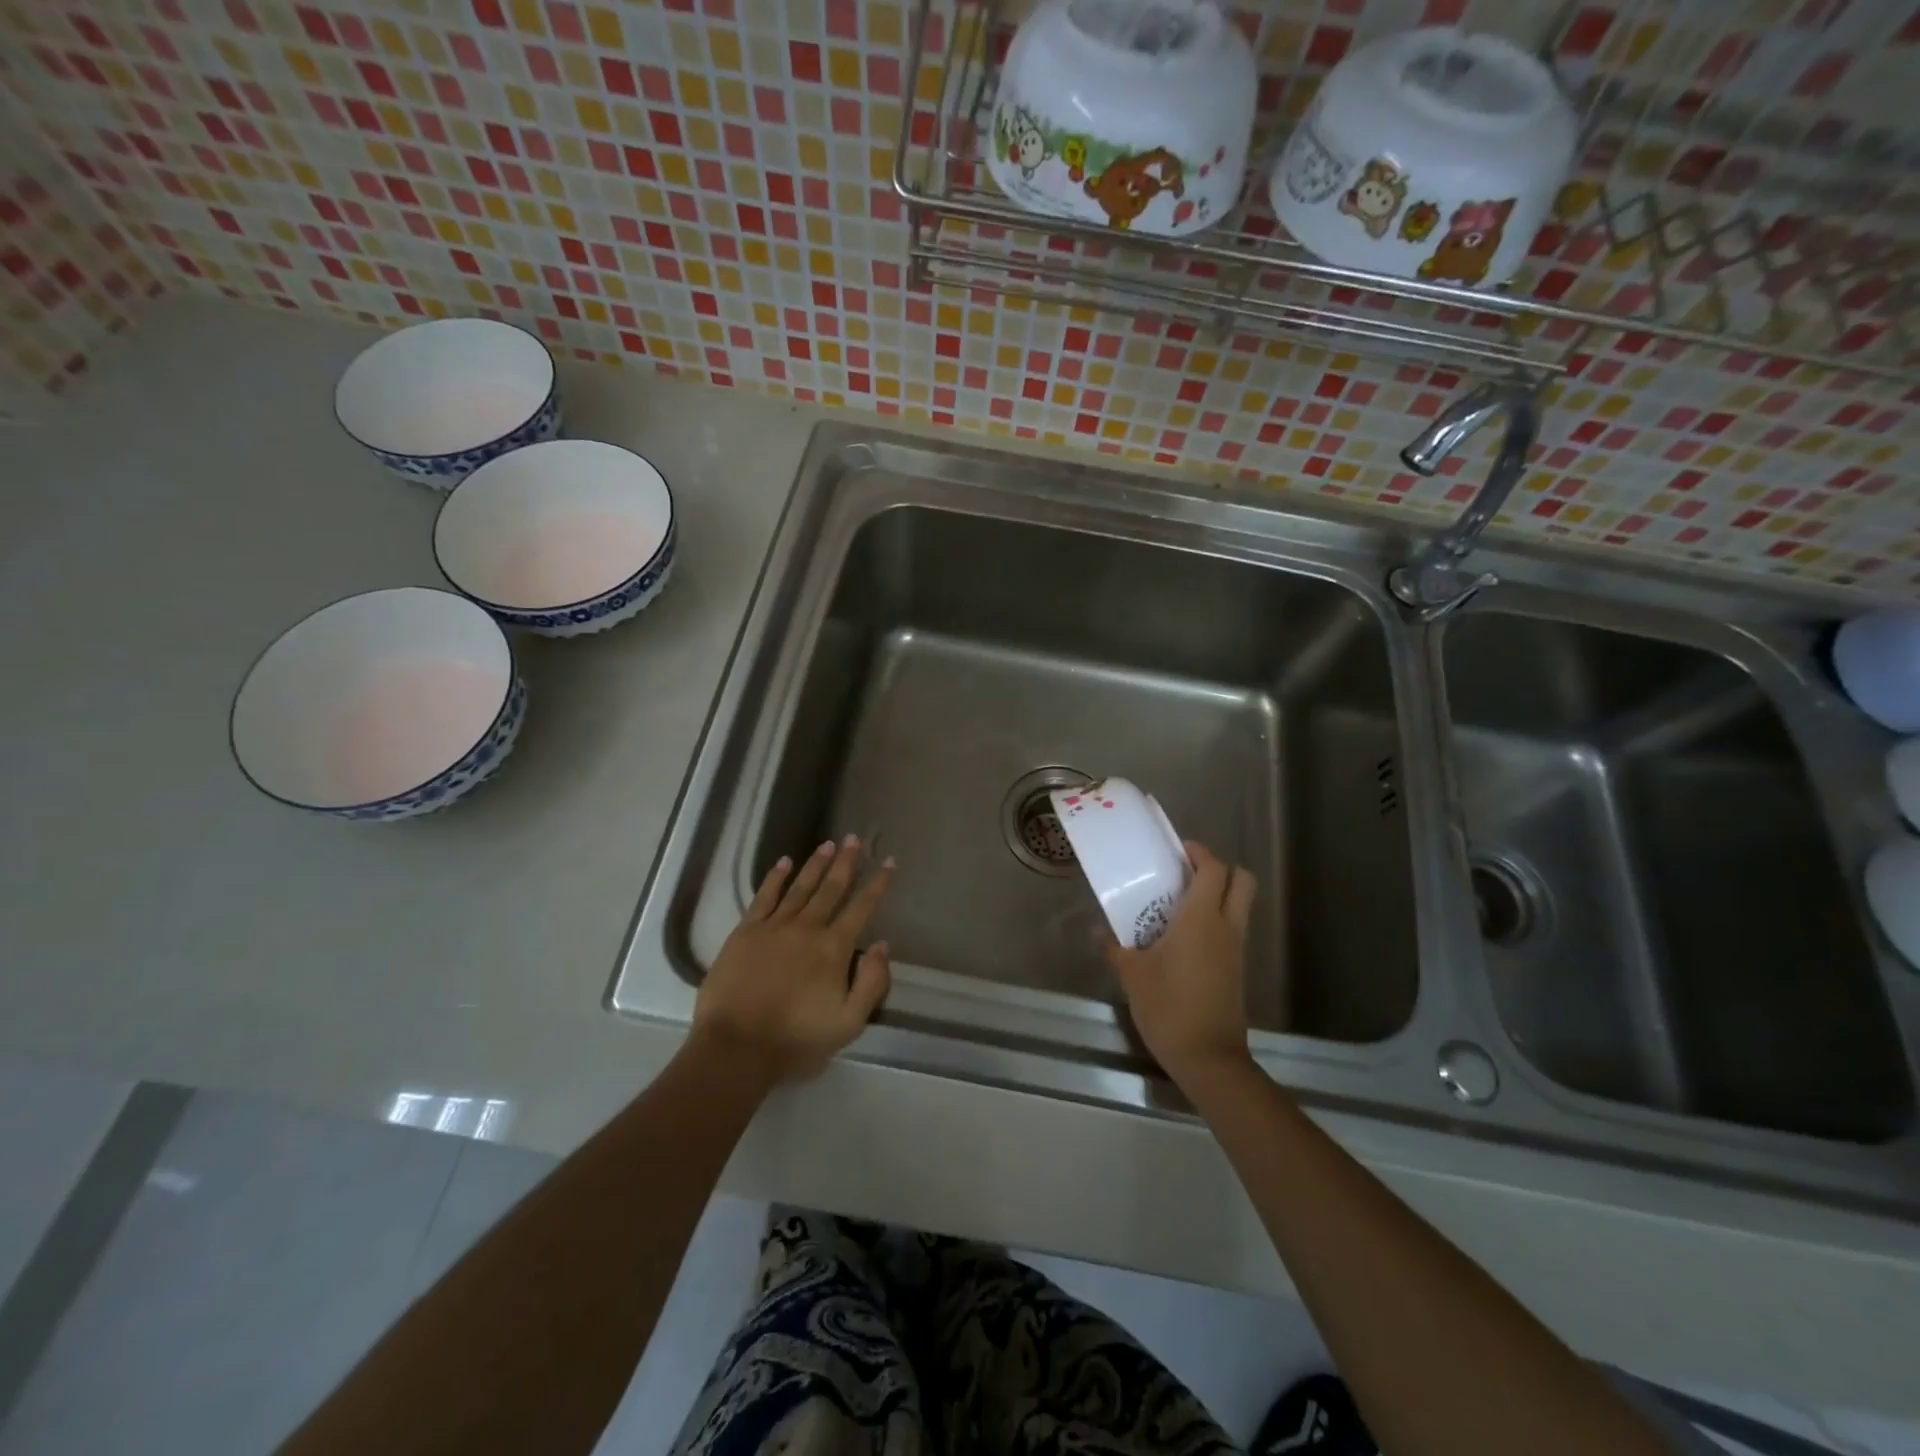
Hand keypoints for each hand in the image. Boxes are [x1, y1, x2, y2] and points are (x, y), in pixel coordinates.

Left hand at [691, 836, 894, 1087]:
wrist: (736, 1048)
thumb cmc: (796, 1040)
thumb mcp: (849, 1023)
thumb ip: (871, 983)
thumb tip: (882, 945)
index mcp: (834, 949)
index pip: (862, 908)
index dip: (878, 884)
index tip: (889, 862)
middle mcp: (807, 928)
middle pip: (831, 888)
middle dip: (847, 862)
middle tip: (855, 839)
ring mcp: (774, 927)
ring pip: (800, 887)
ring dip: (816, 864)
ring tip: (829, 844)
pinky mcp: (746, 932)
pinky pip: (764, 897)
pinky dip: (775, 877)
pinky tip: (784, 862)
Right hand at [1102, 841, 1255, 1088]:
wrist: (1208, 1058)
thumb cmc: (1168, 1007)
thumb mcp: (1132, 975)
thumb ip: (1114, 947)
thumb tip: (1096, 929)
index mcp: (1201, 919)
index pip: (1214, 869)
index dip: (1200, 853)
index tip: (1178, 851)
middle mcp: (1226, 926)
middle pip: (1242, 880)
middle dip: (1219, 868)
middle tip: (1186, 872)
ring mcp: (1236, 948)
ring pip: (1240, 905)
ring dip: (1218, 894)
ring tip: (1180, 902)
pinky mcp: (1237, 968)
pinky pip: (1233, 928)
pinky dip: (1216, 919)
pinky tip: (1183, 936)